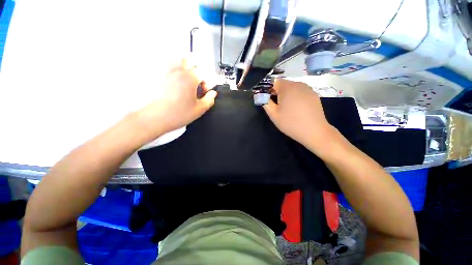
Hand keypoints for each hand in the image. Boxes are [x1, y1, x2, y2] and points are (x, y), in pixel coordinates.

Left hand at [136, 58, 216, 139]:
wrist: (157, 118)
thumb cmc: (177, 114)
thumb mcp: (199, 109)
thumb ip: (209, 100)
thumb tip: (213, 94)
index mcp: (189, 79)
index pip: (203, 72)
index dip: (206, 81)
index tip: (206, 90)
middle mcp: (178, 72)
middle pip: (189, 59)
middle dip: (196, 68)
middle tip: (198, 80)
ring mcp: (167, 73)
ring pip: (177, 60)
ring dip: (185, 66)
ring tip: (188, 78)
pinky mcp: (159, 78)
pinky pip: (167, 67)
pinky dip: (174, 69)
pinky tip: (177, 81)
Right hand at [263, 79, 337, 154]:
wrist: (314, 131)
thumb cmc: (290, 123)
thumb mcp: (273, 114)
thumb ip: (265, 102)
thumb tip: (260, 95)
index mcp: (287, 87)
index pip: (274, 82)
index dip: (270, 90)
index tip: (270, 101)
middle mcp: (298, 84)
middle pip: (284, 84)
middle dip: (278, 93)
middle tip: (278, 107)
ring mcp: (308, 89)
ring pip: (293, 88)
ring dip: (287, 95)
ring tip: (288, 109)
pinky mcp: (314, 95)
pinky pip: (301, 92)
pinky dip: (296, 97)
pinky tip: (298, 109)